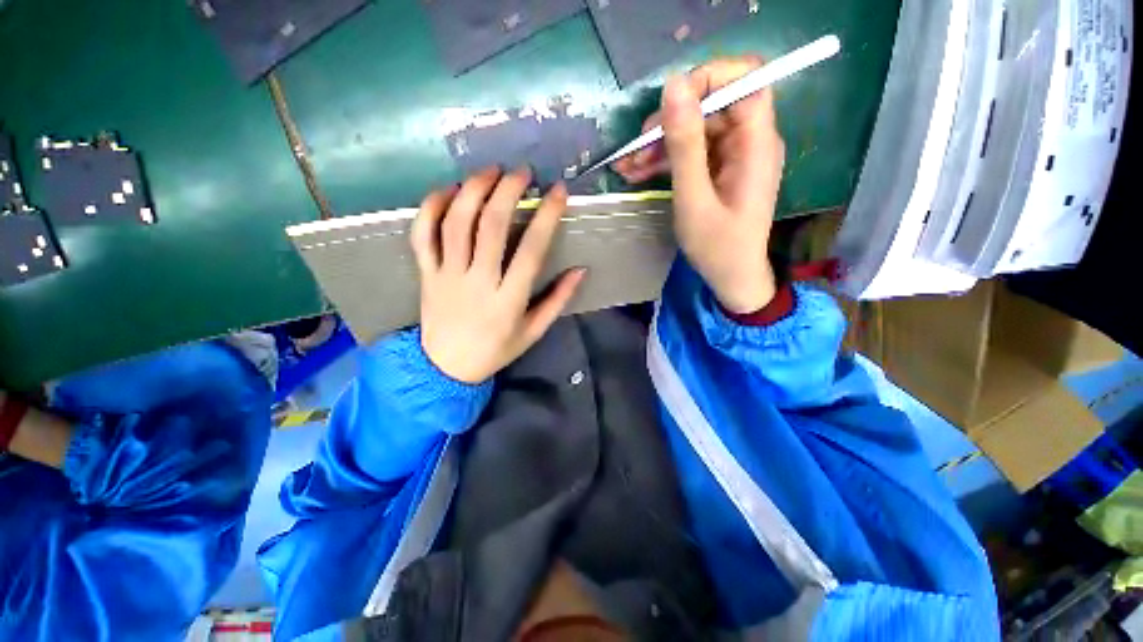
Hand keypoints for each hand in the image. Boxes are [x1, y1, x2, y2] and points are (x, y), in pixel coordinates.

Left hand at [412, 166, 585, 383]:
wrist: (446, 367)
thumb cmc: (496, 349)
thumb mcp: (534, 331)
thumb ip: (558, 300)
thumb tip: (580, 270)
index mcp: (508, 300)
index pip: (531, 250)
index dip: (546, 217)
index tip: (558, 191)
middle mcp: (477, 282)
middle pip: (491, 227)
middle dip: (508, 191)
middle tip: (522, 172)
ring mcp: (447, 275)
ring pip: (456, 223)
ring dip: (473, 190)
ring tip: (490, 172)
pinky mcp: (426, 273)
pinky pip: (422, 235)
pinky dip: (431, 207)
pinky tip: (448, 190)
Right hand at [614, 57, 784, 313]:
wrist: (731, 277)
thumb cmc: (717, 246)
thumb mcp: (694, 199)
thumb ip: (684, 145)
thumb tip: (674, 85)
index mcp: (755, 143)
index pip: (744, 80)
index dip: (707, 79)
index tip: (668, 104)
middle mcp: (749, 141)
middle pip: (711, 106)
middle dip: (669, 123)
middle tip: (634, 150)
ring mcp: (733, 155)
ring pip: (695, 130)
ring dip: (658, 145)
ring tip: (627, 167)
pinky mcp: (719, 169)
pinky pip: (691, 153)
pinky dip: (664, 161)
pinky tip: (637, 173)